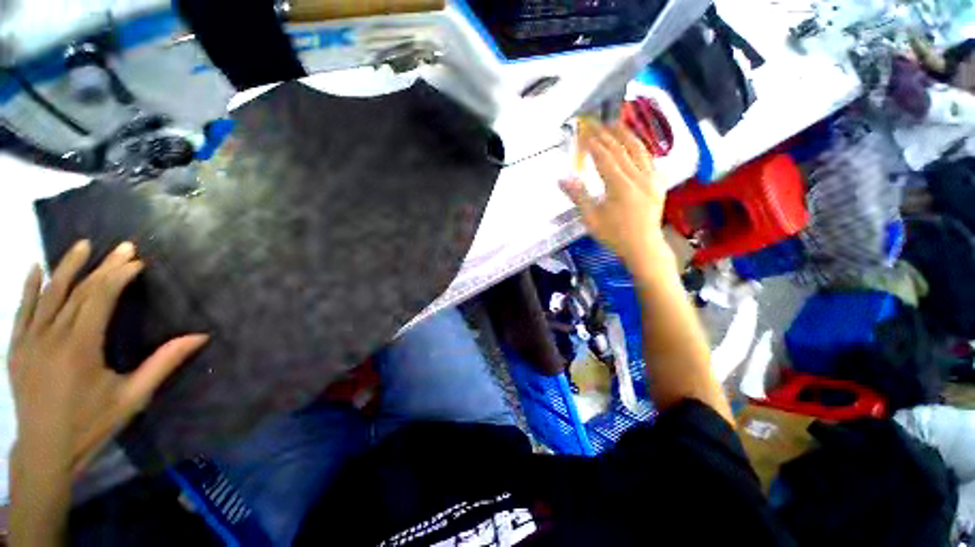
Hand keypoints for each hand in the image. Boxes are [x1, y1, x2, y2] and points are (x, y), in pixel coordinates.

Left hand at [7, 240, 207, 475]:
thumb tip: (200, 336)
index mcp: (79, 348)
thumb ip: (163, 363)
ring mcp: (29, 341)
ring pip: (48, 295)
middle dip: (102, 267)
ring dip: (66, 267)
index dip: (119, 276)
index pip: (100, 299)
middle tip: (122, 247)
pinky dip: (29, 287)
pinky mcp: (16, 347)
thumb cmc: (92, 424)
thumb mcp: (133, 397)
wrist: (44, 451)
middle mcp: (51, 337)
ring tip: (82, 245)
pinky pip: (22, 310)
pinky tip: (36, 268)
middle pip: (77, 292)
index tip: (137, 262)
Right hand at [560, 121, 670, 270]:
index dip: (592, 143)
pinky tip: (633, 142)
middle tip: (594, 122)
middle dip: (605, 134)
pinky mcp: (659, 182)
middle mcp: (638, 177)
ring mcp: (652, 178)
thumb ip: (578, 196)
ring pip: (639, 149)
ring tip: (614, 123)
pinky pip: (649, 157)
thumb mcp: (591, 219)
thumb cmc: (614, 235)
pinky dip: (639, 146)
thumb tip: (561, 178)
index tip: (583, 131)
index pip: (604, 157)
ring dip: (625, 134)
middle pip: (620, 149)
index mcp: (620, 187)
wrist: (643, 247)